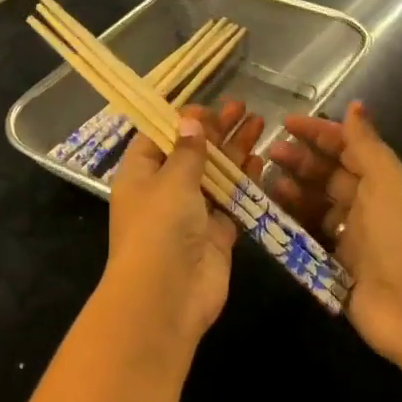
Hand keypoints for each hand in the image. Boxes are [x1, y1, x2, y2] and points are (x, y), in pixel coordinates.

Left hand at [104, 101, 263, 351]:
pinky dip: (245, 182)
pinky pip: (231, 202)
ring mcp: (191, 214)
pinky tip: (261, 160)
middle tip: (242, 107)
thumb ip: (188, 150)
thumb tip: (191, 120)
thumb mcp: (172, 179)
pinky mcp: (215, 235)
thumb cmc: (160, 226)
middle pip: (191, 153)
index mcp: (140, 174)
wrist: (167, 295)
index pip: (158, 137)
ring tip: (260, 124)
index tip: (207, 106)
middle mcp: (163, 191)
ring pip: (215, 175)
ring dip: (235, 151)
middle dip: (216, 130)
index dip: (181, 120)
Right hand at [266, 102, 401, 370]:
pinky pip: (309, 237)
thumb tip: (356, 104)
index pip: (349, 147)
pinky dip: (291, 224)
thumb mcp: (389, 182)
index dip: (320, 133)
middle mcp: (369, 206)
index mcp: (386, 182)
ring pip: (316, 205)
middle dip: (301, 160)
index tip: (286, 123)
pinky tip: (272, 215)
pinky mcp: (336, 266)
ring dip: (293, 190)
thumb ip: (366, 145)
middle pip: (329, 175)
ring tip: (267, 182)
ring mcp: (352, 238)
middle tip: (270, 153)